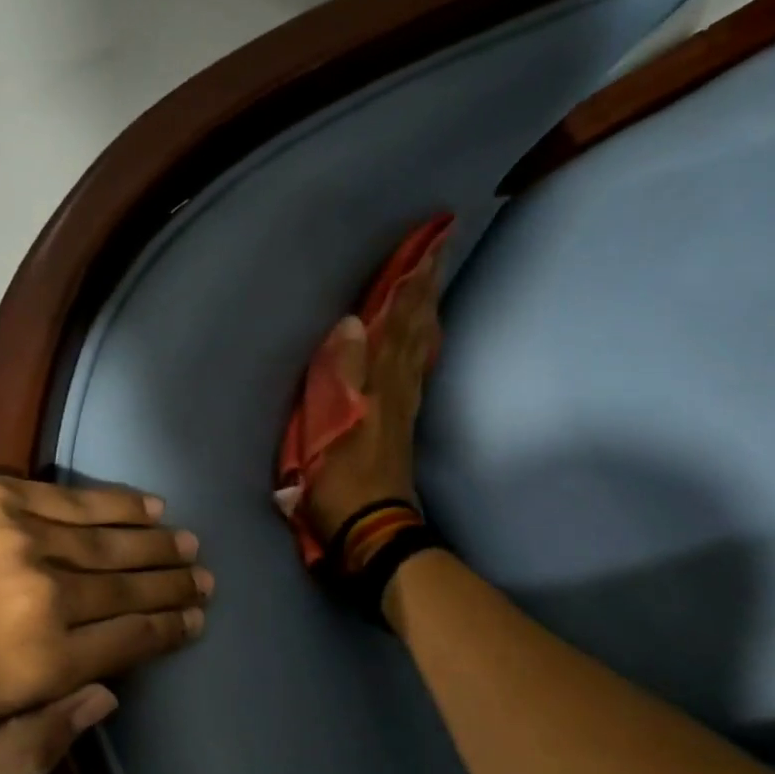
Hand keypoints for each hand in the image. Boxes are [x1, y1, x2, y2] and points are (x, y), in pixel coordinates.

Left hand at [0, 477, 210, 773]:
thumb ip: (41, 746)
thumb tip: (110, 696)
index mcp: (43, 661)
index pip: (130, 639)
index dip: (170, 629)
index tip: (196, 619)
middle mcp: (47, 596)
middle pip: (132, 589)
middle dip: (176, 585)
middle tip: (204, 580)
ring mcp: (28, 539)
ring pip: (115, 543)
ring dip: (160, 544)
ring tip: (189, 545)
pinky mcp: (7, 497)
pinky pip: (81, 501)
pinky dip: (123, 505)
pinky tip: (153, 506)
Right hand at [306, 248, 443, 539]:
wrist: (373, 530)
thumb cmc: (342, 481)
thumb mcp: (333, 427)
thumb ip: (342, 373)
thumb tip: (353, 320)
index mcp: (379, 383)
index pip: (396, 323)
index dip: (411, 284)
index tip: (430, 244)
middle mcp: (398, 386)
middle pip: (414, 328)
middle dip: (425, 287)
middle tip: (441, 247)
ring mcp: (403, 405)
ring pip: (418, 346)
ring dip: (425, 310)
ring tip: (432, 280)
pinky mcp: (402, 423)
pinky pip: (417, 370)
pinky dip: (423, 344)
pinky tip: (425, 337)